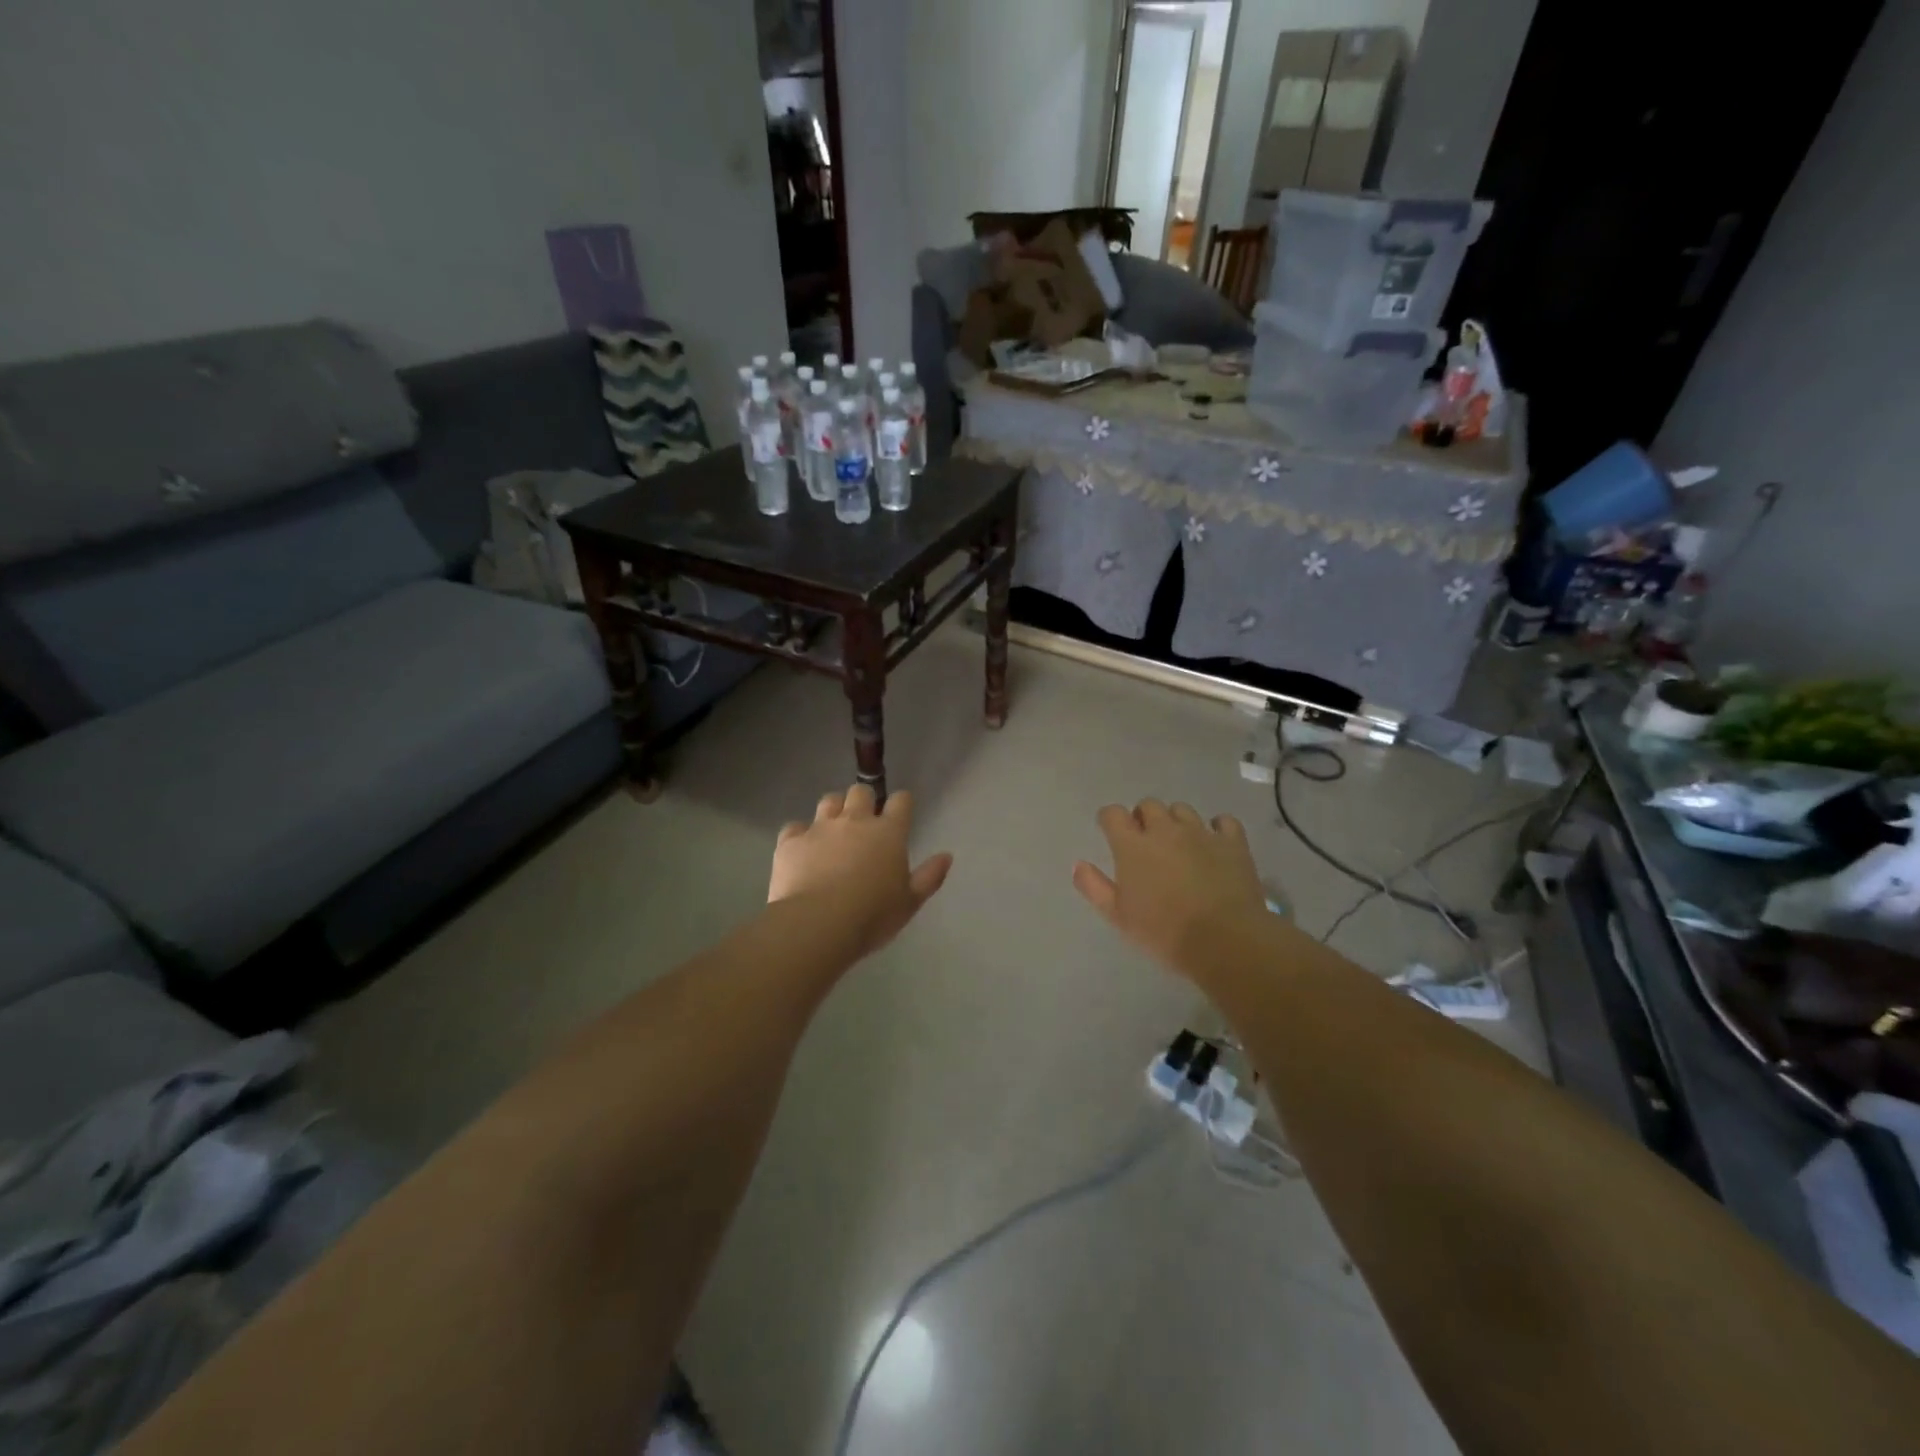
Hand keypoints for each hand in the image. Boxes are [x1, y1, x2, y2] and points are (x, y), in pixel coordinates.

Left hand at [770, 785, 952, 957]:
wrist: (818, 924)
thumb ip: (929, 876)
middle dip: (864, 800)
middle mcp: (854, 821)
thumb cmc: (872, 915)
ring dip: (833, 810)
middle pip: (861, 792)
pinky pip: (794, 827)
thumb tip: (946, 856)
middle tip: (864, 822)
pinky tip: (802, 850)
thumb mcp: (910, 902)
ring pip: (828, 801)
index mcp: (888, 832)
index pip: (901, 801)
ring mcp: (820, 828)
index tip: (900, 812)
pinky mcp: (791, 842)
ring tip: (833, 830)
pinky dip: (799, 835)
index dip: (902, 803)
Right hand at [1072, 800, 1271, 973]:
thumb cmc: (1163, 932)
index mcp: (1133, 845)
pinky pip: (1223, 822)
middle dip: (1143, 817)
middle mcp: (1165, 830)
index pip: (1113, 814)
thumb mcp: (1118, 916)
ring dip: (1176, 821)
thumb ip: (1094, 887)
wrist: (1224, 940)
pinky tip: (1214, 844)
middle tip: (1145, 842)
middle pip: (1149, 805)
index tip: (1110, 832)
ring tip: (1179, 844)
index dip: (1109, 820)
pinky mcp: (1232, 842)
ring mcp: (1201, 833)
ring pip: (1182, 810)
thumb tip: (1078, 864)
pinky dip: (1216, 828)